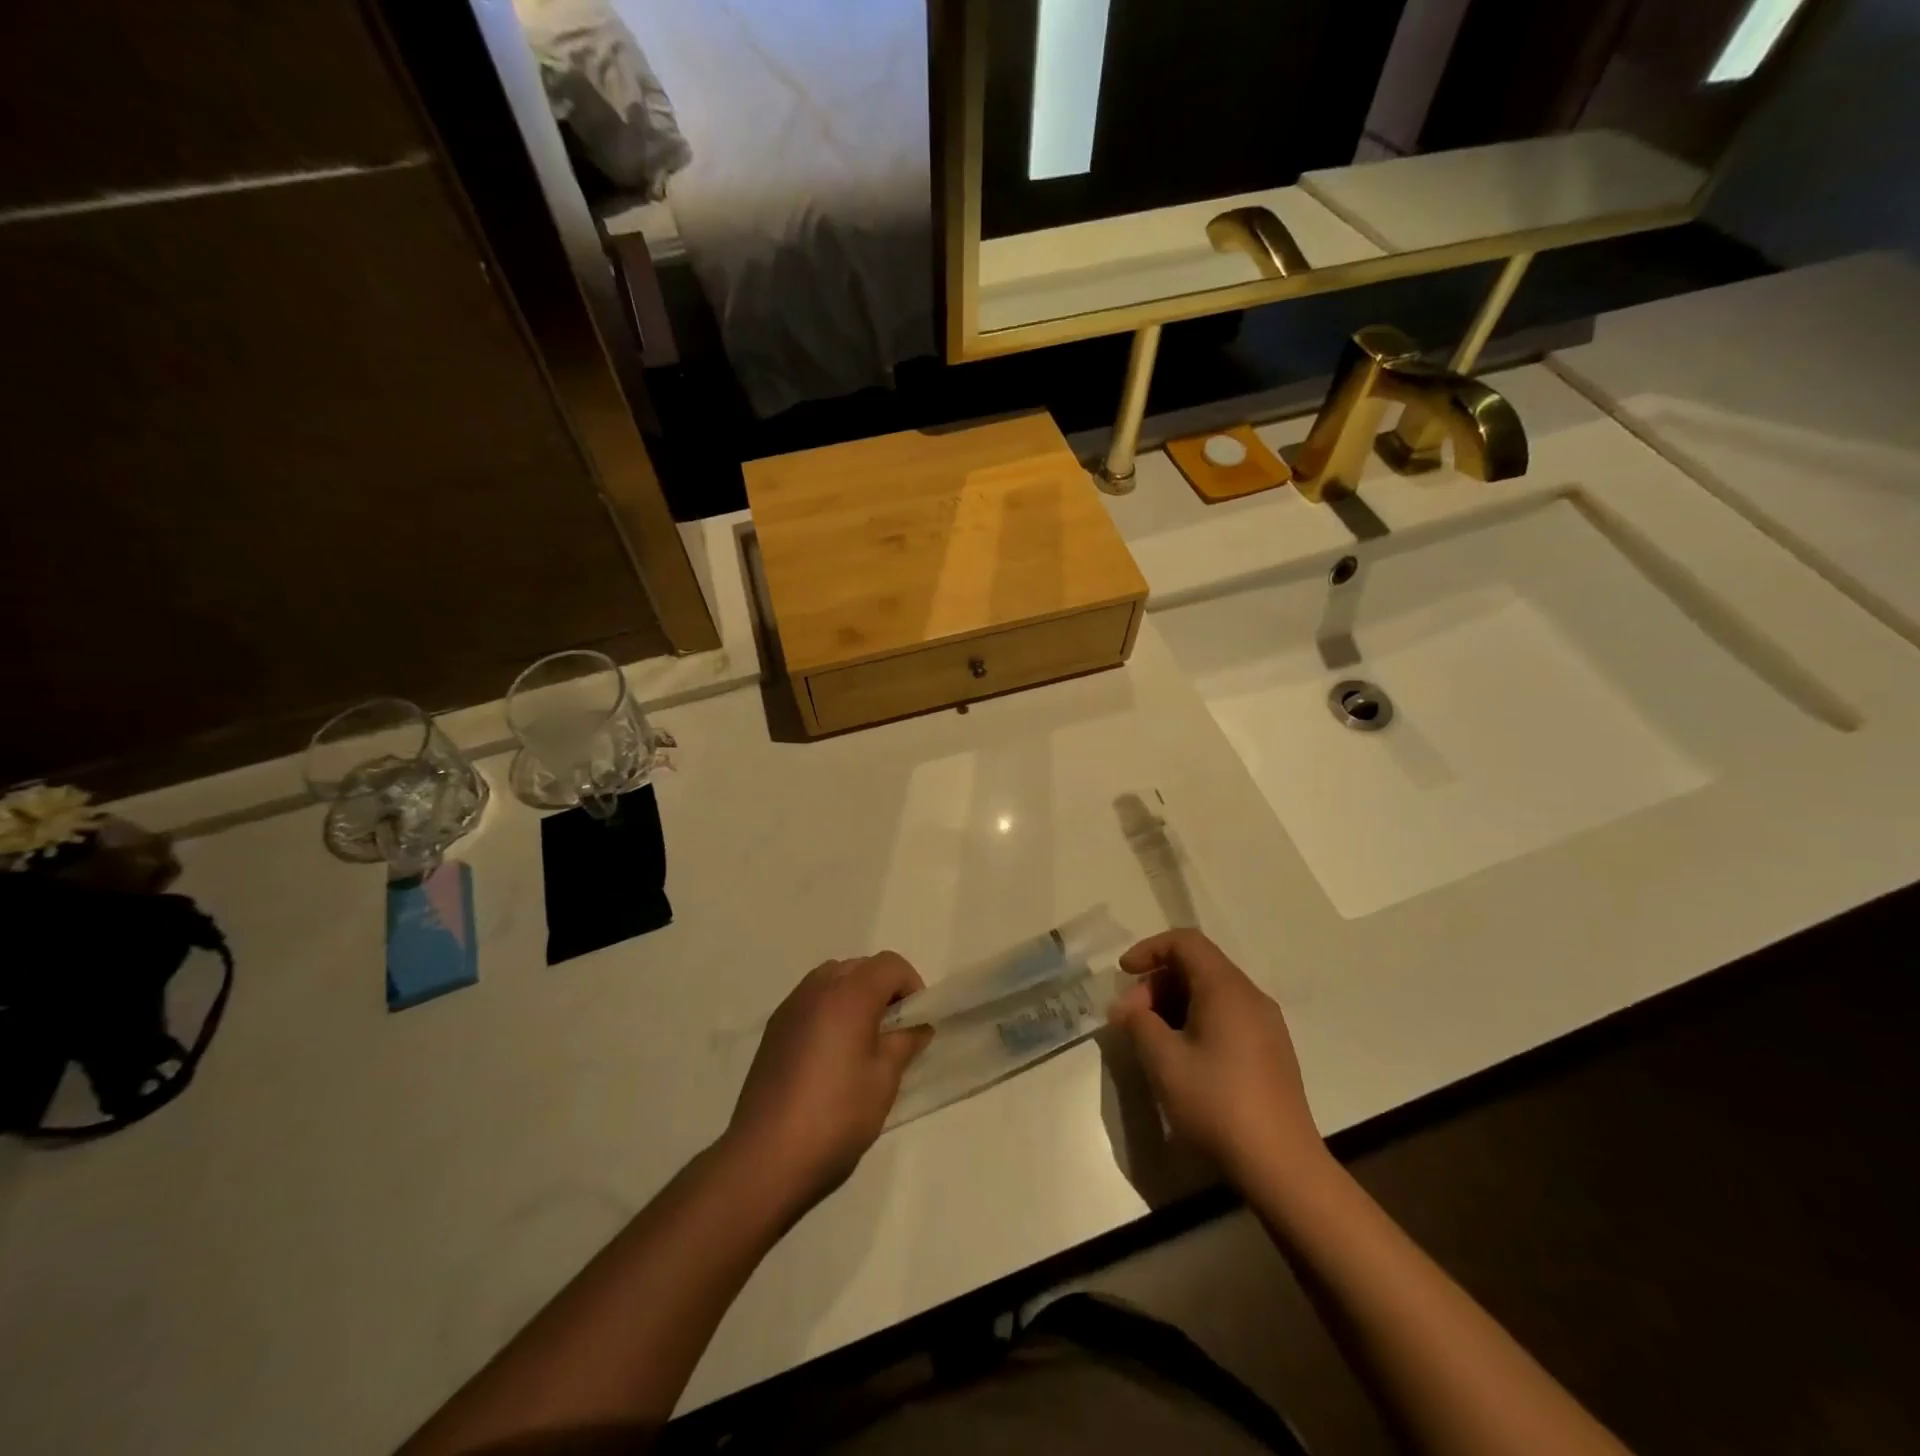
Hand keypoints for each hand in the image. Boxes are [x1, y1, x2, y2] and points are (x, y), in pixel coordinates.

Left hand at [725, 952, 933, 1215]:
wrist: (766, 1157)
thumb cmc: (836, 1115)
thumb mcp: (883, 1080)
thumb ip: (904, 1043)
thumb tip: (916, 1027)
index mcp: (849, 995)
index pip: (890, 964)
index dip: (911, 985)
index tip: (916, 1021)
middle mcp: (817, 989)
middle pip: (860, 966)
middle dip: (883, 988)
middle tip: (893, 1030)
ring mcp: (790, 1007)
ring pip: (832, 979)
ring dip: (854, 996)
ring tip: (862, 1041)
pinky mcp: (774, 1029)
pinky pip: (810, 1001)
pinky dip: (829, 1010)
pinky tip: (831, 1054)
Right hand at [1108, 930, 1325, 1187]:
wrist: (1282, 1166)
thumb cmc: (1218, 1104)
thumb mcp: (1164, 1061)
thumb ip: (1138, 1023)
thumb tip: (1126, 1008)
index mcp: (1227, 988)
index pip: (1185, 942)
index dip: (1149, 949)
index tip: (1123, 974)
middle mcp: (1250, 996)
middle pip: (1197, 966)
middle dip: (1156, 983)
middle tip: (1131, 1018)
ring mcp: (1265, 1024)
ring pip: (1211, 992)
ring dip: (1173, 1004)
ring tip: (1150, 1039)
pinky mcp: (1270, 1050)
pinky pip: (1226, 1015)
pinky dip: (1195, 1020)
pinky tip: (1181, 1055)